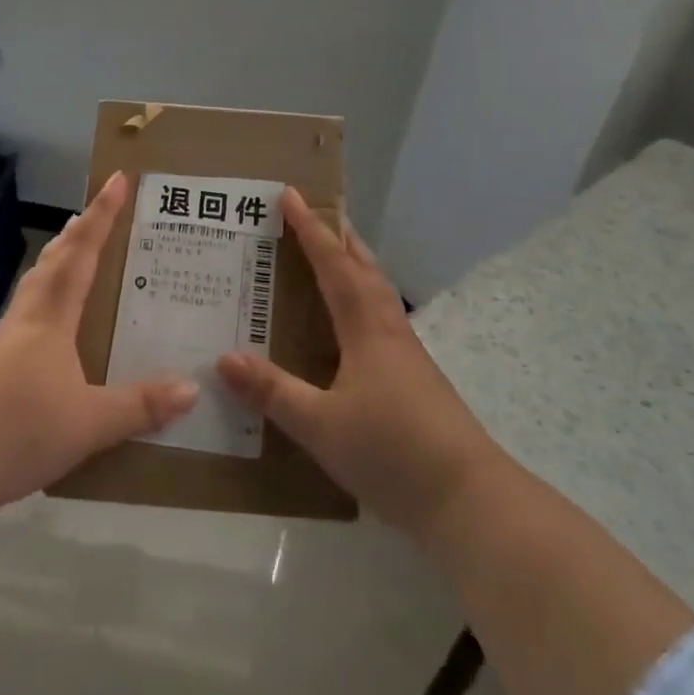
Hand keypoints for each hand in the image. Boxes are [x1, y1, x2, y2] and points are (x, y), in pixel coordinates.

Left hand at [0, 172, 198, 508]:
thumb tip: (191, 388)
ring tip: (76, 251)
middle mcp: (27, 317)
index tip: (117, 180)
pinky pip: (28, 310)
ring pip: (37, 283)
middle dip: (78, 231)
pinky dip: (47, 294)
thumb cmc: (20, 427)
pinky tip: (53, 317)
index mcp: (51, 317)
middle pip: (54, 260)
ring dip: (58, 259)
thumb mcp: (89, 423)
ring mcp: (5, 339)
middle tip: (95, 212)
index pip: (82, 253)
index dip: (102, 216)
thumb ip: (140, 406)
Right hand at [216, 189, 496, 540]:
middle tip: (312, 215)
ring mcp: (406, 353)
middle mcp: (388, 328)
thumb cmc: (393, 451)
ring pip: (376, 291)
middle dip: (338, 237)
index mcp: (366, 327)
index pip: (334, 264)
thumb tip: (224, 356)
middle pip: (363, 267)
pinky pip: (380, 318)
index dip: (311, 229)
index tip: (291, 195)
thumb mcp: (321, 426)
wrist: (469, 500)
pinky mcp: (414, 377)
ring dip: (353, 265)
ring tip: (328, 257)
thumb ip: (273, 391)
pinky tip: (347, 325)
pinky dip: (360, 299)